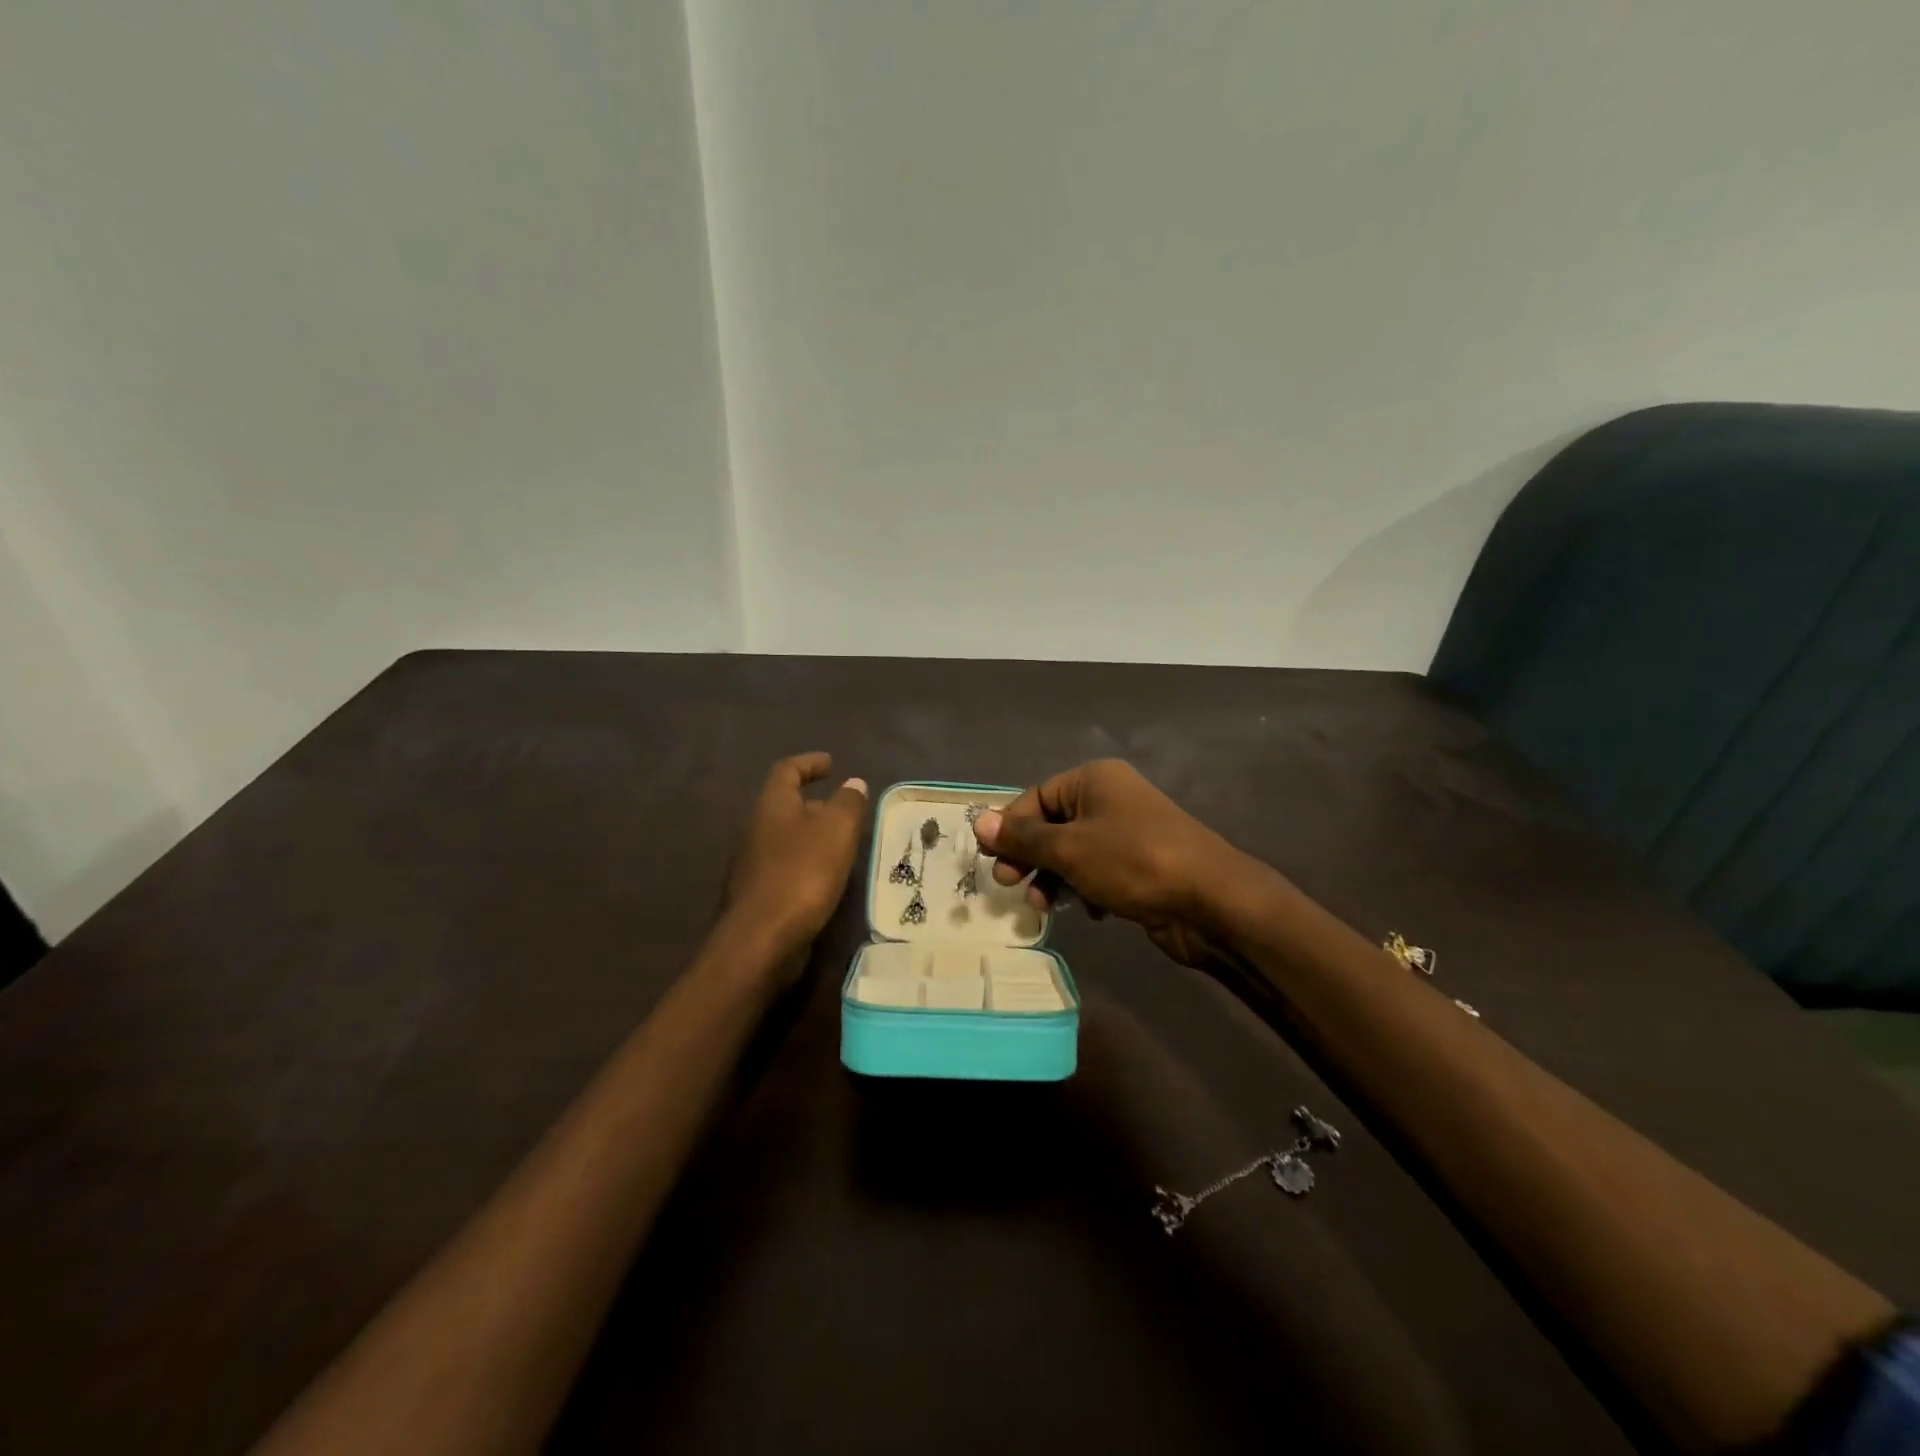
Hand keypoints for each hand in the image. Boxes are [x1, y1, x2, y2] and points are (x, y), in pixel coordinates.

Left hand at [722, 753, 868, 975]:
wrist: (761, 941)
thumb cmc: (802, 874)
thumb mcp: (836, 831)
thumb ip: (848, 803)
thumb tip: (853, 783)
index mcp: (772, 806)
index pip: (787, 770)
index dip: (809, 763)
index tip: (831, 763)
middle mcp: (756, 830)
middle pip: (785, 805)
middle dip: (815, 803)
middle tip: (846, 810)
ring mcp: (753, 865)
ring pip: (786, 839)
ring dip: (813, 837)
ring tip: (844, 845)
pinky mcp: (758, 895)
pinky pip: (786, 868)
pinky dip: (808, 865)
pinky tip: (828, 880)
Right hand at [974, 760, 1253, 970]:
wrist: (1211, 901)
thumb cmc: (1133, 862)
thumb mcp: (1069, 849)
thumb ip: (1023, 838)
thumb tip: (979, 822)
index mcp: (1094, 780)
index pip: (1036, 797)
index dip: (1010, 828)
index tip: (991, 861)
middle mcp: (1111, 799)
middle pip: (1053, 825)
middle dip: (1030, 857)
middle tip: (1010, 885)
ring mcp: (1129, 832)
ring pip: (1074, 852)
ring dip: (1054, 878)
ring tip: (1044, 906)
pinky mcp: (1141, 865)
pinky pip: (1098, 871)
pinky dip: (1085, 889)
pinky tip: (1089, 912)